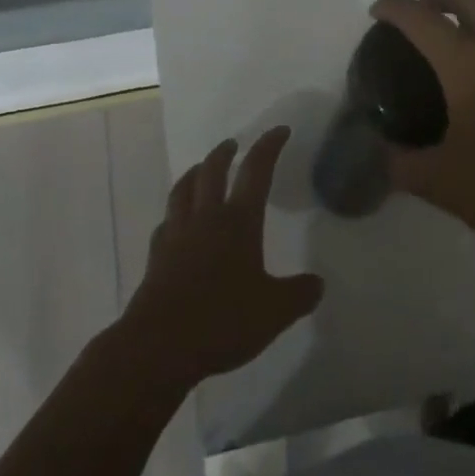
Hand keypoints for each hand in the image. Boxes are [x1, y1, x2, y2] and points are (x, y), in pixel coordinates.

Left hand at [121, 127, 324, 390]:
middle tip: (232, 145)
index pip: (256, 171)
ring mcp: (176, 234)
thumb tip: (318, 283)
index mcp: (238, 221)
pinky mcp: (156, 256)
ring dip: (194, 173)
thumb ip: (298, 294)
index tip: (279, 130)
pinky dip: (174, 213)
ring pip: (183, 189)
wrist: (160, 345)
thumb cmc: (222, 320)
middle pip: (212, 171)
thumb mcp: (274, 312)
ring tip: (200, 169)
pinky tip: (176, 222)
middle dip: (224, 153)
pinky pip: (166, 222)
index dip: (269, 147)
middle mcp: (206, 217)